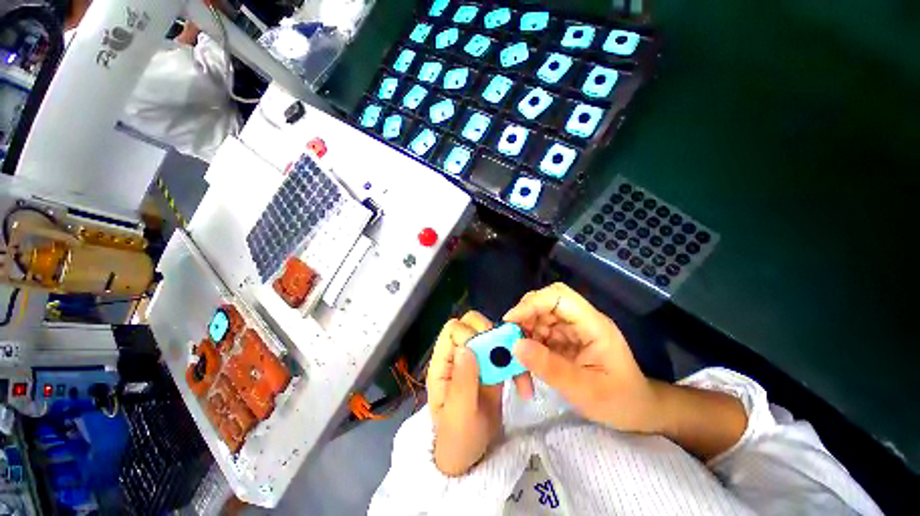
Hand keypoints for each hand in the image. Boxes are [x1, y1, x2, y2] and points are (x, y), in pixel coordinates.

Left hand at [427, 312, 505, 475]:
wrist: (471, 457)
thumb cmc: (456, 438)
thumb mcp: (458, 415)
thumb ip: (462, 382)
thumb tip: (466, 347)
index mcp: (443, 362)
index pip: (453, 329)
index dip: (470, 335)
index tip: (484, 355)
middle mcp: (459, 355)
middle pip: (472, 323)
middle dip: (492, 335)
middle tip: (504, 355)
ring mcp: (477, 359)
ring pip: (493, 336)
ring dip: (510, 350)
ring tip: (520, 376)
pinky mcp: (492, 368)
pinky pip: (506, 355)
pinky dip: (517, 365)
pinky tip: (524, 386)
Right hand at [504, 283, 663, 433]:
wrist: (637, 412)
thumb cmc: (620, 401)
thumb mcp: (585, 390)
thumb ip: (550, 367)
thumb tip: (515, 346)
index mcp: (592, 324)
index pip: (559, 296)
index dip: (532, 303)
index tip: (510, 320)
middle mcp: (580, 321)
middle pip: (544, 303)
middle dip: (524, 320)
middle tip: (509, 341)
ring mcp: (571, 330)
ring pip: (537, 320)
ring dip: (523, 338)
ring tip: (517, 365)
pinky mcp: (563, 340)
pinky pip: (538, 336)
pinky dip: (528, 350)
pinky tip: (525, 370)